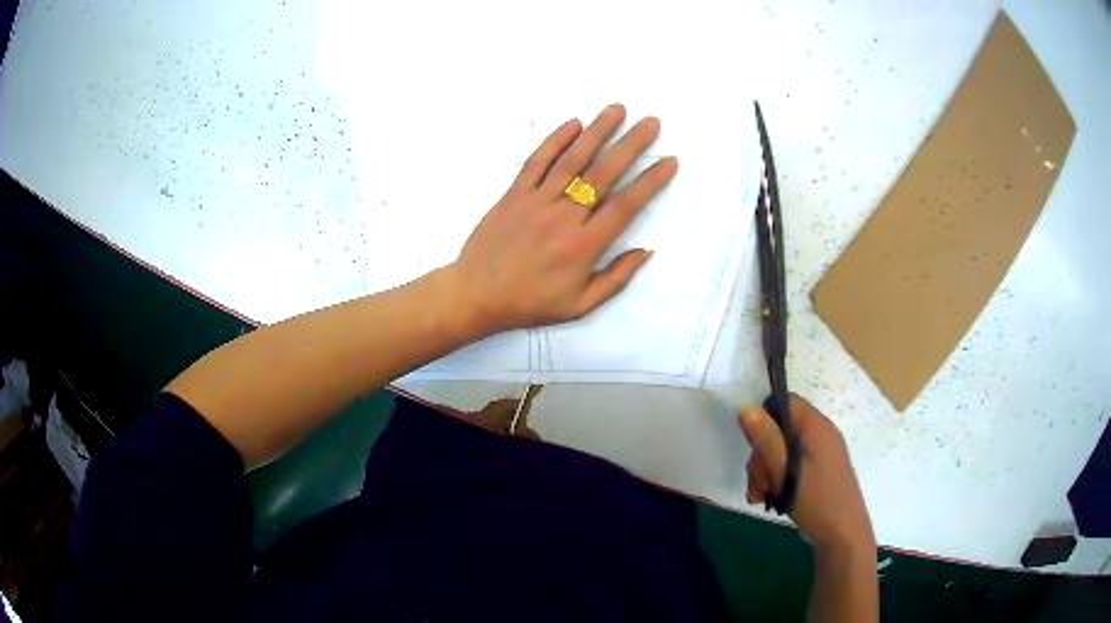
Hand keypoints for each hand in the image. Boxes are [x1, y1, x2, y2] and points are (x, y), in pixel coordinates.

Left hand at [445, 103, 677, 334]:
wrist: (475, 296)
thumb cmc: (530, 304)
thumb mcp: (579, 306)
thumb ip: (615, 279)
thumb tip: (645, 250)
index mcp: (583, 247)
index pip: (625, 206)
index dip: (650, 182)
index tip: (670, 161)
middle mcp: (563, 217)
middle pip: (602, 174)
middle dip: (630, 145)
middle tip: (651, 122)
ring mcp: (536, 201)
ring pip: (572, 160)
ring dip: (597, 132)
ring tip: (617, 109)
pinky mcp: (513, 194)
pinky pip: (536, 162)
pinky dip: (555, 140)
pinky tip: (573, 123)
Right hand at [740, 395, 873, 553]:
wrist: (843, 534)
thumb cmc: (816, 500)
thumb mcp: (785, 471)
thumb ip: (766, 440)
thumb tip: (746, 408)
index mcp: (816, 427)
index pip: (786, 402)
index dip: (764, 417)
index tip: (753, 446)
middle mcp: (820, 433)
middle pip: (780, 429)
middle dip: (762, 455)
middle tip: (757, 483)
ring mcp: (821, 453)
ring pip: (783, 450)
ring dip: (767, 471)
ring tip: (761, 496)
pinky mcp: (820, 470)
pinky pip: (792, 464)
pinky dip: (779, 478)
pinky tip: (771, 498)